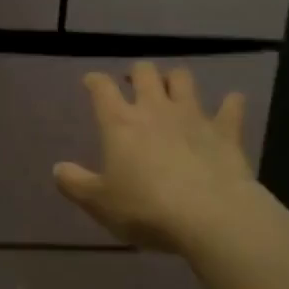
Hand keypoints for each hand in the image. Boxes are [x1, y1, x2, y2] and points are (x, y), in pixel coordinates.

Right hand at [54, 62, 256, 254]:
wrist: (210, 216)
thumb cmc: (146, 209)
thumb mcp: (99, 203)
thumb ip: (75, 184)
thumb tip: (57, 168)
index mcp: (120, 123)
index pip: (101, 88)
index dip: (94, 81)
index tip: (91, 82)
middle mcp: (155, 109)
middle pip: (144, 72)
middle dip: (136, 73)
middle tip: (133, 84)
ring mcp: (193, 116)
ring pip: (183, 79)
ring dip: (175, 79)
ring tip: (172, 89)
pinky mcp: (226, 131)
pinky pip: (231, 106)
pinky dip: (230, 103)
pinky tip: (230, 104)